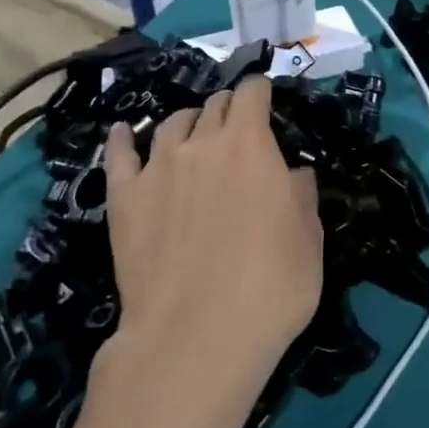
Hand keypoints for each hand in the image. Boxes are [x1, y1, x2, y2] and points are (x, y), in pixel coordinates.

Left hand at [100, 78, 322, 415]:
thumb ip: (301, 196)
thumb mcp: (309, 240)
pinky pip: (120, 155)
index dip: (260, 92)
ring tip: (193, 136)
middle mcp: (201, 143)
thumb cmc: (270, 286)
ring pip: (171, 124)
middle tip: (237, 130)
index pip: (252, 94)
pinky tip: (125, 133)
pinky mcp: (123, 198)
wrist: (196, 335)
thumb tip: (294, 174)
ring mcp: (157, 168)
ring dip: (188, 123)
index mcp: (250, 144)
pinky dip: (125, 139)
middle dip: (228, 109)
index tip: (265, 100)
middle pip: (213, 105)